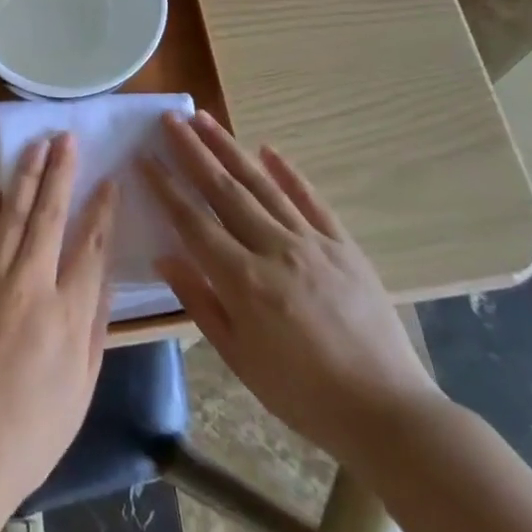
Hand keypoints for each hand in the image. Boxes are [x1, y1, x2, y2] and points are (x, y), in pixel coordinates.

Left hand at [0, 133, 117, 509]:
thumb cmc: (32, 430)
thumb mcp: (83, 387)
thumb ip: (95, 326)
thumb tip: (103, 275)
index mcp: (68, 314)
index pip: (91, 245)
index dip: (102, 208)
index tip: (109, 178)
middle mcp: (30, 285)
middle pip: (49, 215)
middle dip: (61, 172)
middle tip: (67, 137)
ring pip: (12, 214)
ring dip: (25, 175)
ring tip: (37, 145)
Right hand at [147, 110, 440, 463]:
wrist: (387, 413)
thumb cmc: (302, 394)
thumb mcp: (239, 358)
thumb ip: (200, 302)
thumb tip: (164, 257)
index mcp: (243, 281)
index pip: (192, 220)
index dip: (165, 186)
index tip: (144, 155)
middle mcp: (274, 250)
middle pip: (224, 190)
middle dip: (192, 151)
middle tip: (170, 118)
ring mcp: (312, 243)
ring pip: (262, 185)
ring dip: (230, 148)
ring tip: (205, 119)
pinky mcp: (343, 246)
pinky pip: (311, 200)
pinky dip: (288, 173)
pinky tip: (268, 150)